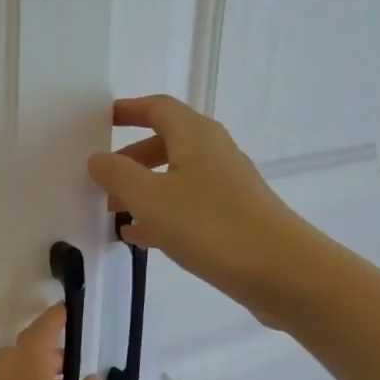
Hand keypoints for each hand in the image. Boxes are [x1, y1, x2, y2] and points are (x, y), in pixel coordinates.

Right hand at [87, 95, 323, 322]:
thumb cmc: (210, 225)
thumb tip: (98, 158)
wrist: (282, 271)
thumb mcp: (150, 198)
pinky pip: (188, 205)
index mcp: (195, 136)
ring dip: (143, 189)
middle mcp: (213, 153)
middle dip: (130, 158)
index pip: (158, 108)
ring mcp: (226, 186)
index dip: (129, 110)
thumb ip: (118, 174)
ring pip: (175, 177)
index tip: (101, 121)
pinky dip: (161, 213)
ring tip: (113, 212)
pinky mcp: (233, 217)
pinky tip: (140, 238)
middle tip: (102, 179)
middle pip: (166, 142)